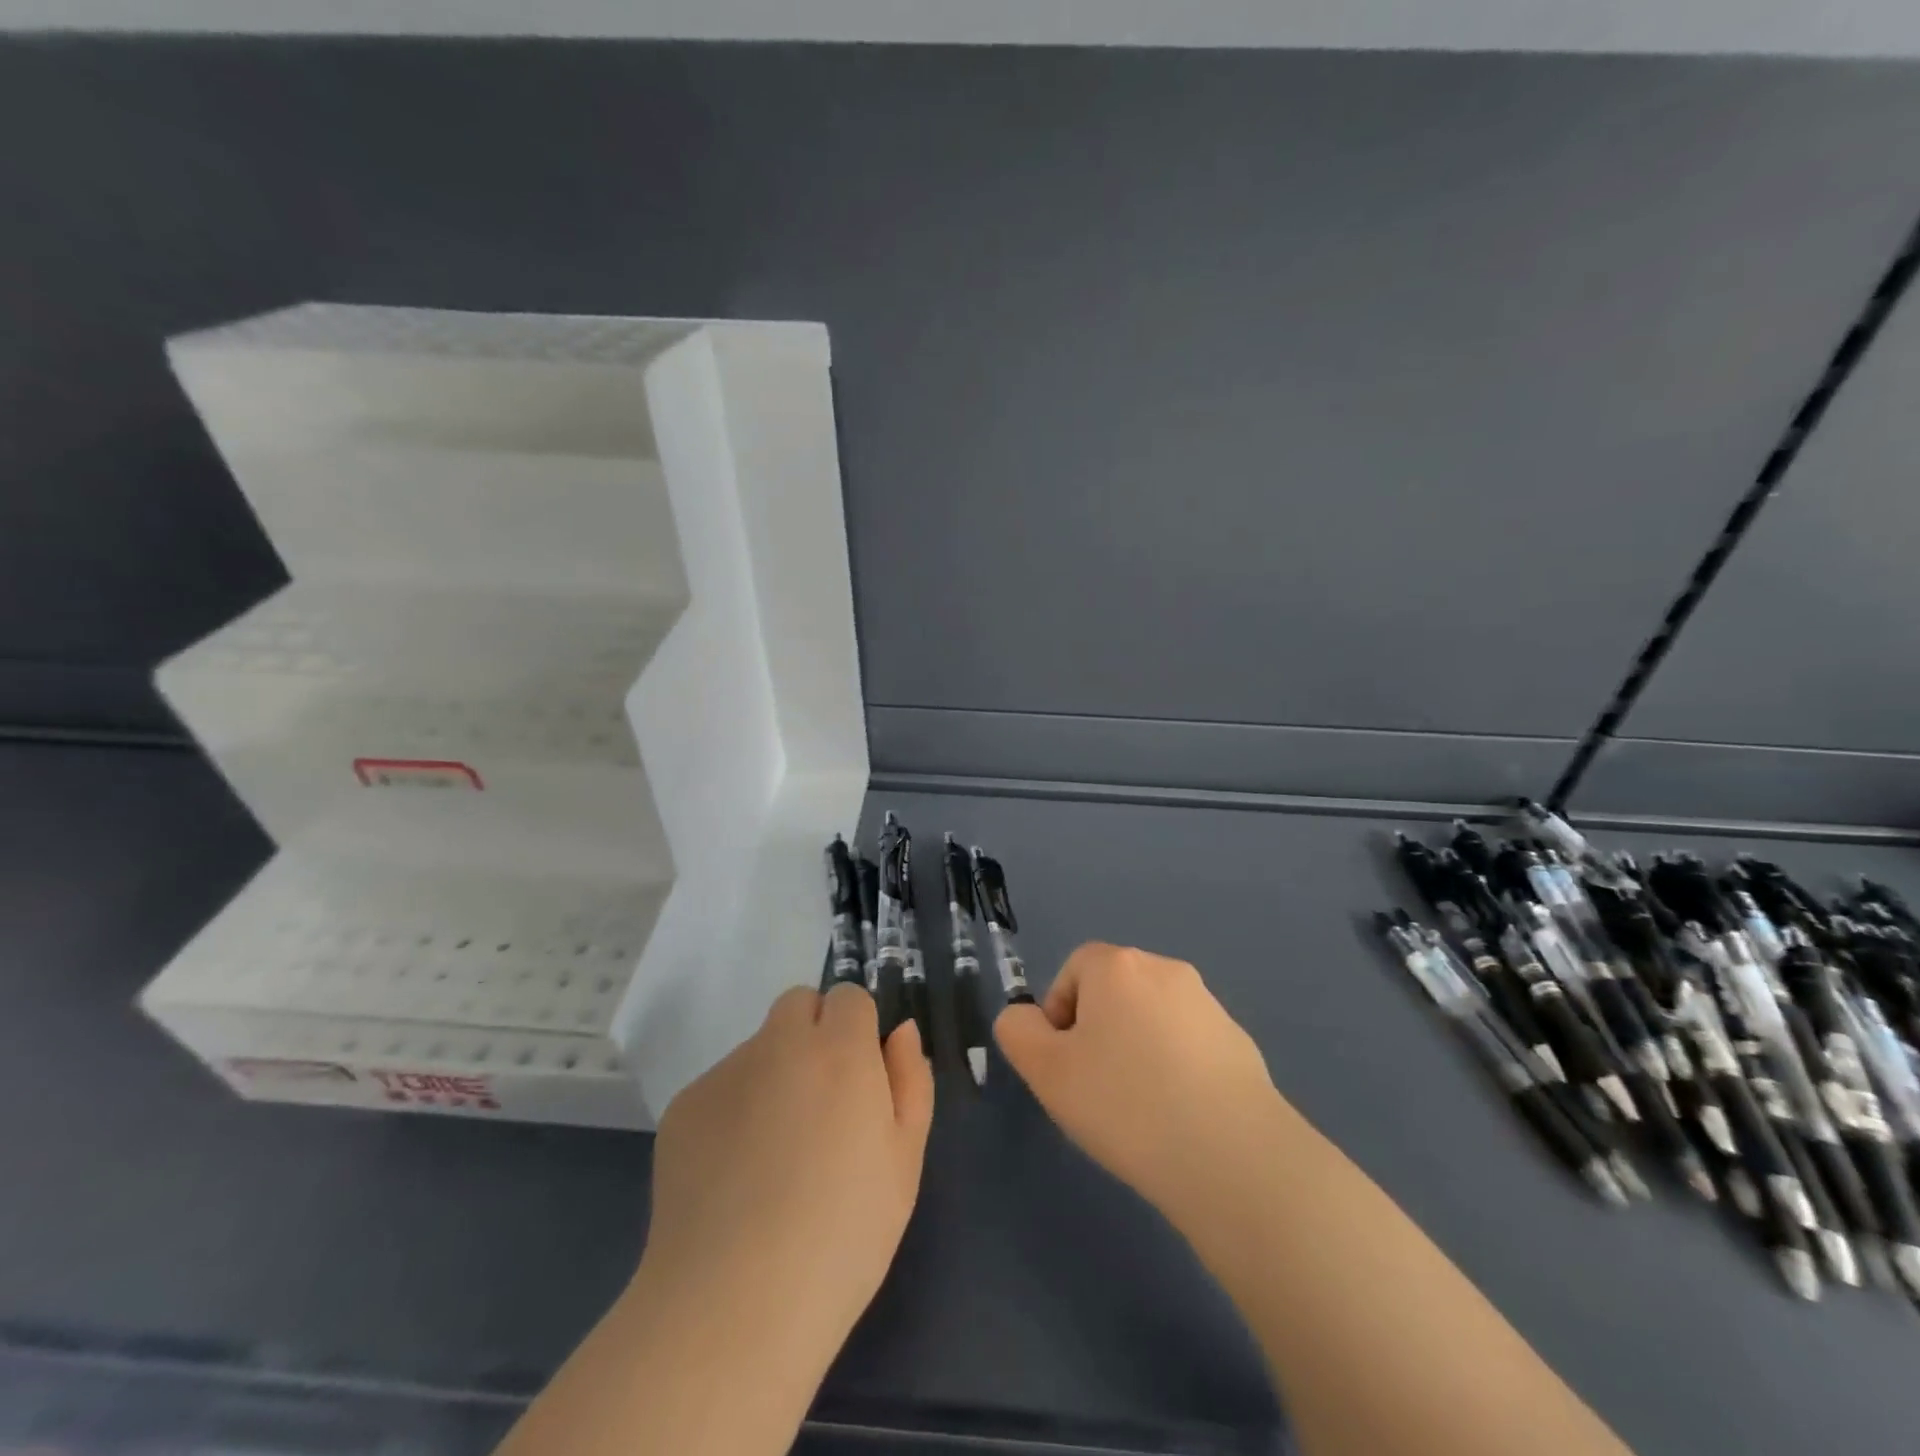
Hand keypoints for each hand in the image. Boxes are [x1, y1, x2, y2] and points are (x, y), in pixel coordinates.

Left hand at [640, 983, 933, 1356]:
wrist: (735, 1305)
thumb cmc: (843, 1235)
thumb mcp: (905, 1160)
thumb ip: (910, 1079)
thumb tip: (900, 1030)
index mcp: (839, 1051)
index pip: (848, 997)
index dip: (858, 1031)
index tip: (860, 1080)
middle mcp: (779, 1045)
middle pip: (798, 1004)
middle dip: (814, 1033)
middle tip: (821, 1103)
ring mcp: (725, 1073)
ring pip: (759, 1047)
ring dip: (775, 1074)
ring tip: (774, 1155)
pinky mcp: (684, 1108)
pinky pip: (722, 1087)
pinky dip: (735, 1110)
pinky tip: (735, 1175)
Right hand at [995, 942, 1284, 1232]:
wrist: (1233, 1157)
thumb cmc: (1126, 1104)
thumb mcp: (1046, 1071)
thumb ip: (1019, 1031)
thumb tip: (1027, 1018)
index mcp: (1118, 966)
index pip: (1073, 969)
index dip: (1059, 1014)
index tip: (1065, 1064)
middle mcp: (1165, 970)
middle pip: (1113, 991)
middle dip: (1097, 1031)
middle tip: (1096, 1088)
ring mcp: (1208, 1005)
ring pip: (1151, 1019)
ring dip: (1136, 1050)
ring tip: (1139, 1109)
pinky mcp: (1239, 1042)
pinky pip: (1188, 1045)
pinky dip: (1175, 1069)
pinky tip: (1179, 1118)